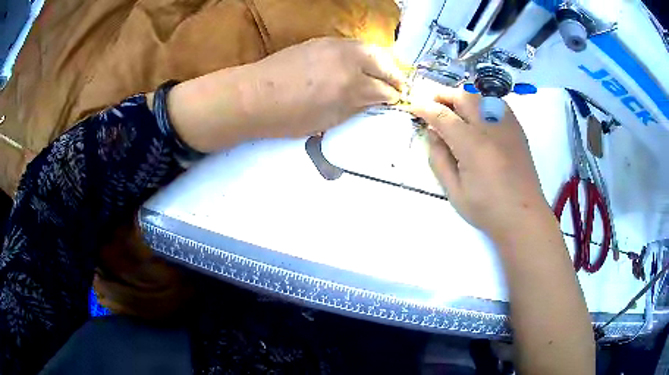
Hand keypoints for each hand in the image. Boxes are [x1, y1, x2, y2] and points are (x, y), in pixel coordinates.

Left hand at [166, 37, 404, 151]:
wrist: (254, 95)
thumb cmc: (288, 117)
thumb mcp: (327, 121)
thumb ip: (355, 108)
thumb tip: (374, 100)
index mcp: (350, 86)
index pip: (384, 90)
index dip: (393, 98)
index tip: (396, 102)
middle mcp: (348, 61)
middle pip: (384, 63)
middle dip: (395, 76)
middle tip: (397, 87)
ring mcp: (335, 46)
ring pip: (371, 49)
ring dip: (383, 61)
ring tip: (385, 73)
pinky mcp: (323, 40)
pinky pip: (353, 44)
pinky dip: (365, 54)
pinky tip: (363, 63)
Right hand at [410, 91, 550, 239]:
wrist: (524, 216)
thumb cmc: (487, 210)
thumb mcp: (454, 192)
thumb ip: (439, 159)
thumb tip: (432, 132)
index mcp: (472, 146)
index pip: (443, 115)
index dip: (425, 108)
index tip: (413, 106)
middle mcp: (490, 128)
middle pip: (463, 96)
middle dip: (442, 95)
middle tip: (431, 104)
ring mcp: (507, 126)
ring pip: (480, 96)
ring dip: (461, 97)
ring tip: (452, 109)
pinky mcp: (517, 129)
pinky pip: (496, 103)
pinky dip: (481, 102)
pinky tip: (477, 116)